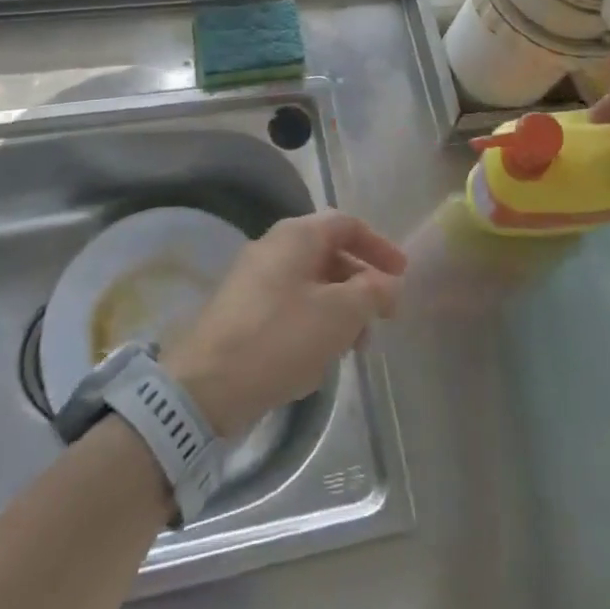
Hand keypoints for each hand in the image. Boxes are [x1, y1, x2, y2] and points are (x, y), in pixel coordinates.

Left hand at [163, 211, 406, 436]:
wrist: (207, 384)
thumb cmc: (281, 338)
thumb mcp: (339, 314)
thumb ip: (372, 293)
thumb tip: (389, 284)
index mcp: (296, 235)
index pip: (347, 224)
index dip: (378, 246)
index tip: (402, 273)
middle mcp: (274, 246)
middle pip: (329, 253)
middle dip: (361, 284)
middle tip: (382, 318)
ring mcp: (254, 278)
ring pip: (311, 283)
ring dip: (340, 308)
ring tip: (355, 347)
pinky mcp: (243, 310)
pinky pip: (290, 304)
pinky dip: (315, 321)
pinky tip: (321, 357)